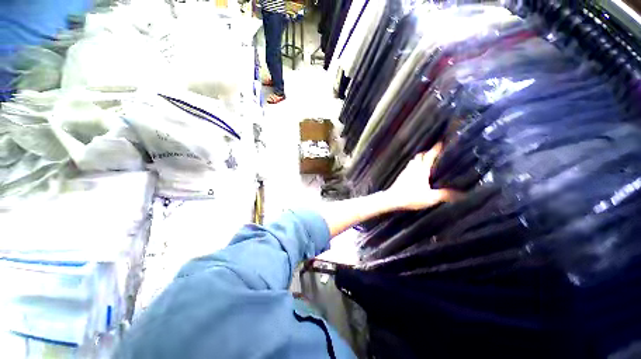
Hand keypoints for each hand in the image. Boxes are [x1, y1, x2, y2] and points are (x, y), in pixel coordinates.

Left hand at [385, 143, 459, 210]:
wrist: (392, 199)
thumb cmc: (411, 197)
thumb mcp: (431, 198)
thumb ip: (445, 195)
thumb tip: (461, 194)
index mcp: (421, 170)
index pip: (429, 156)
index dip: (436, 149)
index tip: (442, 142)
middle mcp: (413, 168)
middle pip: (420, 156)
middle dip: (427, 153)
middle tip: (436, 153)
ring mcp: (405, 171)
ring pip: (413, 161)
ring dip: (420, 159)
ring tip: (428, 162)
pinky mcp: (401, 176)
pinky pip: (409, 167)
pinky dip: (414, 166)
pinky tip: (417, 172)